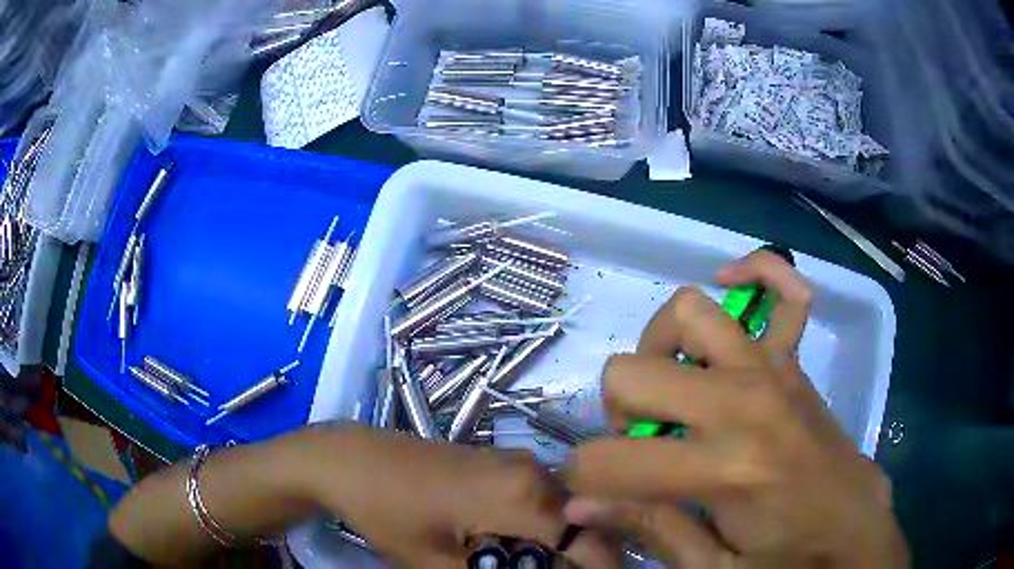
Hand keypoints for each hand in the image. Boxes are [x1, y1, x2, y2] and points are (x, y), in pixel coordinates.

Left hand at [302, 425, 615, 567]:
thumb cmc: (389, 512)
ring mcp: (515, 462)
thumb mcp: (438, 562)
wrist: (350, 459)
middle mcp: (530, 471)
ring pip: (561, 510)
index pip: (587, 539)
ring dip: (560, 544)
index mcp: (522, 495)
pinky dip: (540, 528)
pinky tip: (518, 548)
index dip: (603, 567)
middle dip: (582, 558)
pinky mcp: (498, 463)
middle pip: (579, 523)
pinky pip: (539, 499)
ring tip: (541, 568)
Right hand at [563, 250, 907, 566]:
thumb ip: (648, 530)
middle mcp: (746, 401)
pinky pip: (786, 290)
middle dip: (615, 414)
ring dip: (660, 350)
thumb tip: (578, 508)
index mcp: (726, 469)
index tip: (587, 496)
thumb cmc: (786, 557)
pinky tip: (733, 285)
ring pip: (688, 313)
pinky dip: (759, 273)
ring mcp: (774, 369)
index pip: (612, 462)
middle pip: (632, 372)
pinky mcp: (795, 361)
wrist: (852, 530)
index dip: (582, 480)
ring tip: (673, 389)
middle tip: (639, 450)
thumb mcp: (712, 568)